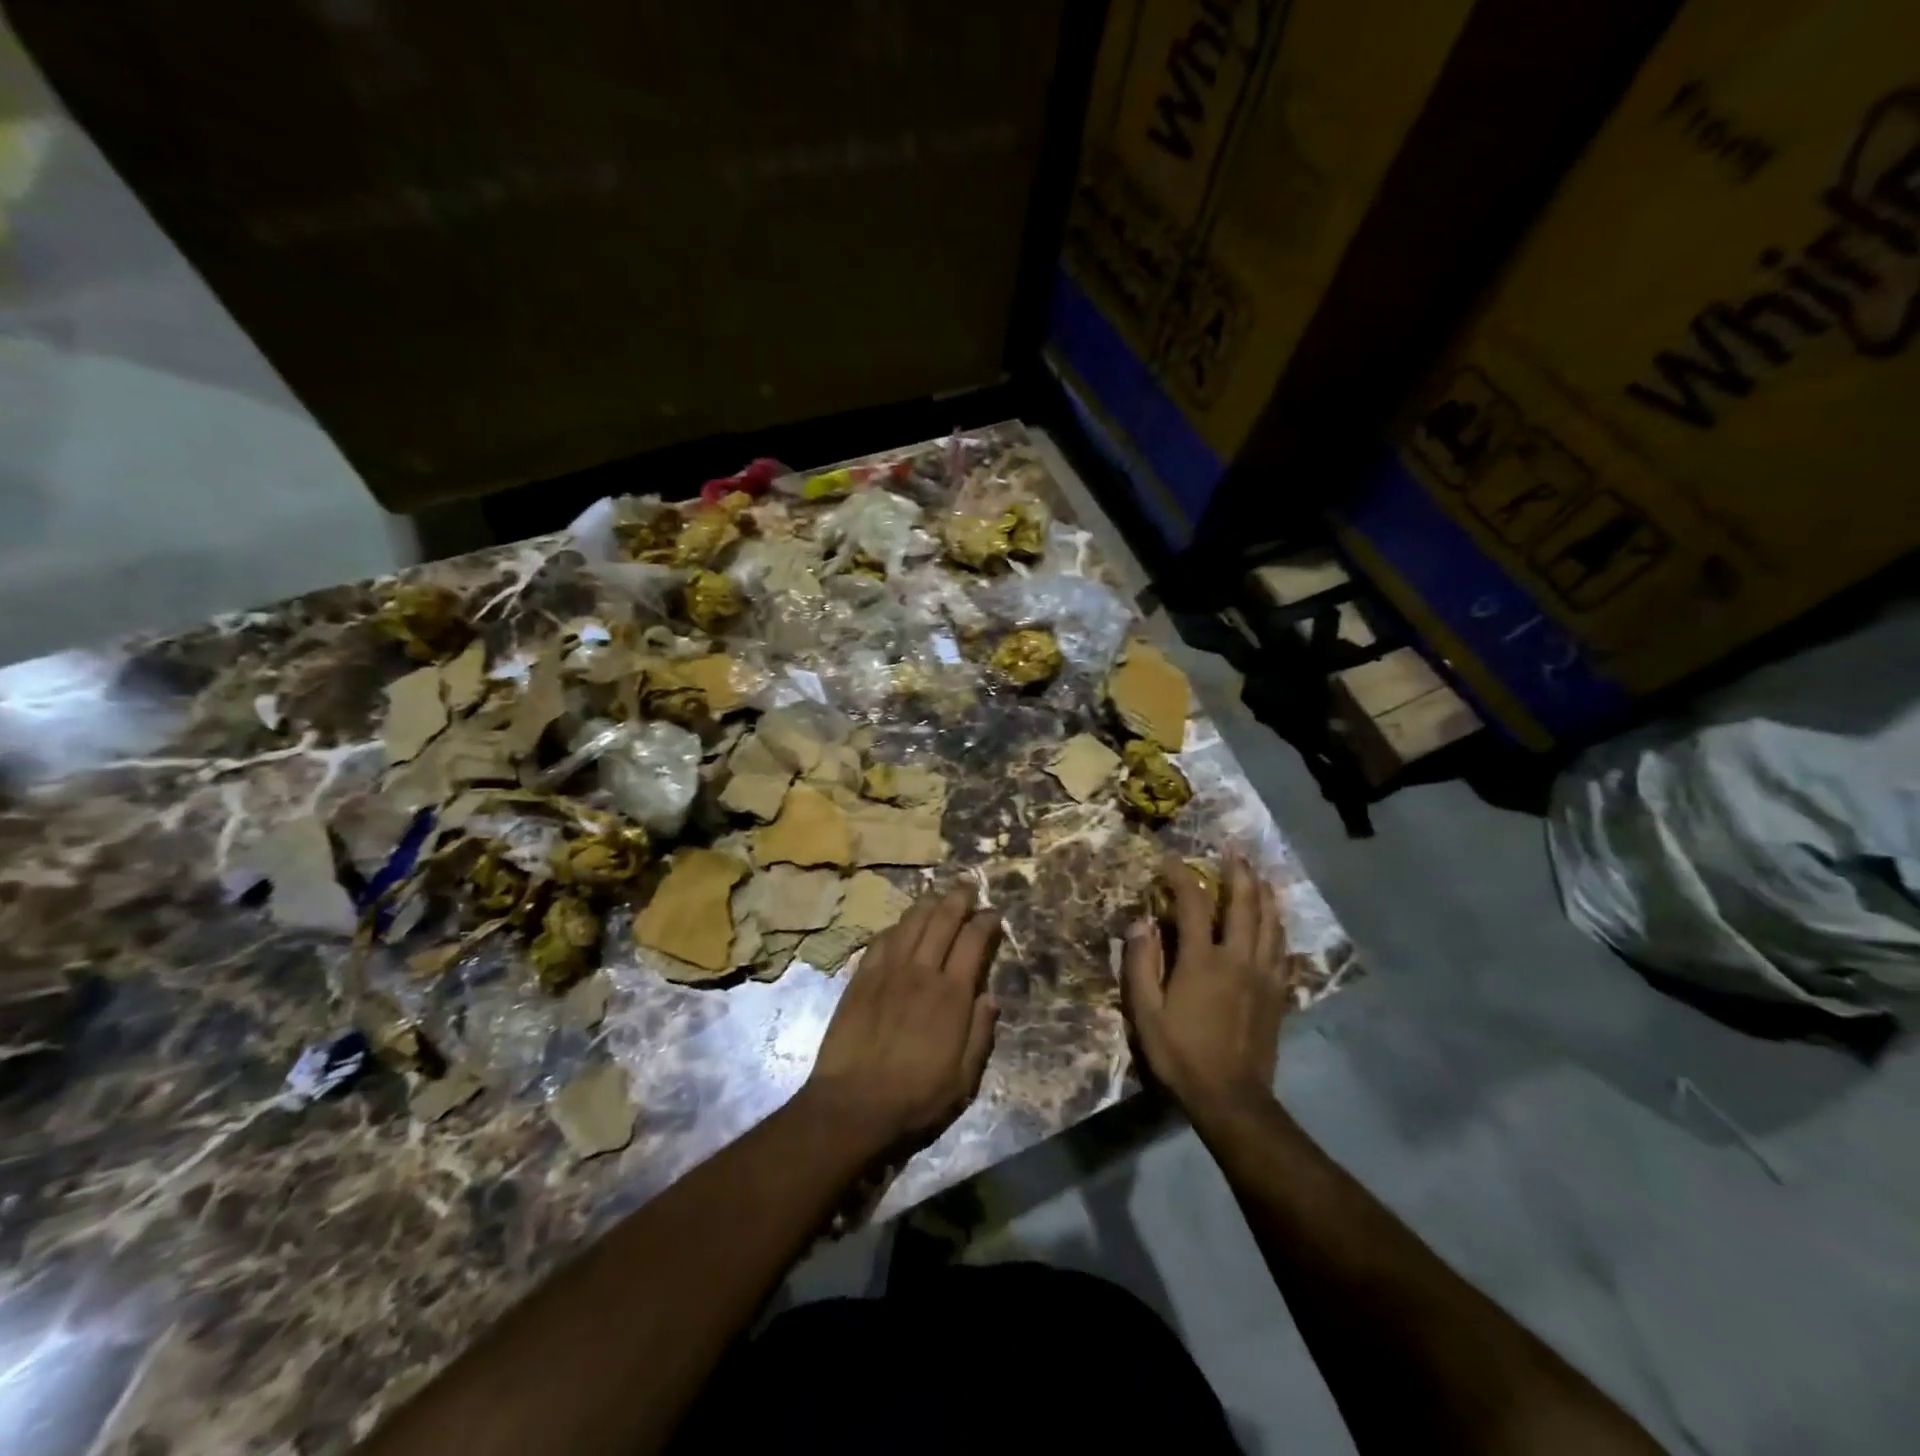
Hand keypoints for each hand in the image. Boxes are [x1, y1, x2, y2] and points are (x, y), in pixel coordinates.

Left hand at [803, 886, 1000, 1153]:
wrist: (852, 1104)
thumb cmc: (914, 1097)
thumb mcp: (962, 1079)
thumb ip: (979, 1034)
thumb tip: (989, 997)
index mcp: (951, 995)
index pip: (973, 942)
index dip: (985, 922)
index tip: (993, 914)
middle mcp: (921, 972)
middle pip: (942, 920)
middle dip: (958, 898)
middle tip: (968, 886)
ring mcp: (887, 972)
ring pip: (910, 922)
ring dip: (927, 904)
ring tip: (937, 895)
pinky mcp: (861, 978)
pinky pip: (881, 940)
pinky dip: (896, 927)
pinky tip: (901, 925)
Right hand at [1122, 850, 1289, 1121]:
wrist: (1232, 1098)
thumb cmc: (1181, 1054)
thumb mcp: (1145, 1012)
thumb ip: (1140, 964)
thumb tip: (1140, 922)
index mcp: (1203, 960)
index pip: (1194, 904)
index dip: (1182, 878)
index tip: (1171, 861)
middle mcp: (1238, 958)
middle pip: (1244, 904)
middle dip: (1238, 873)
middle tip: (1234, 851)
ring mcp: (1263, 975)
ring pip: (1271, 923)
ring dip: (1264, 894)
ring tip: (1259, 875)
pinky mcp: (1277, 993)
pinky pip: (1282, 949)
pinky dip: (1278, 927)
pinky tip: (1276, 922)